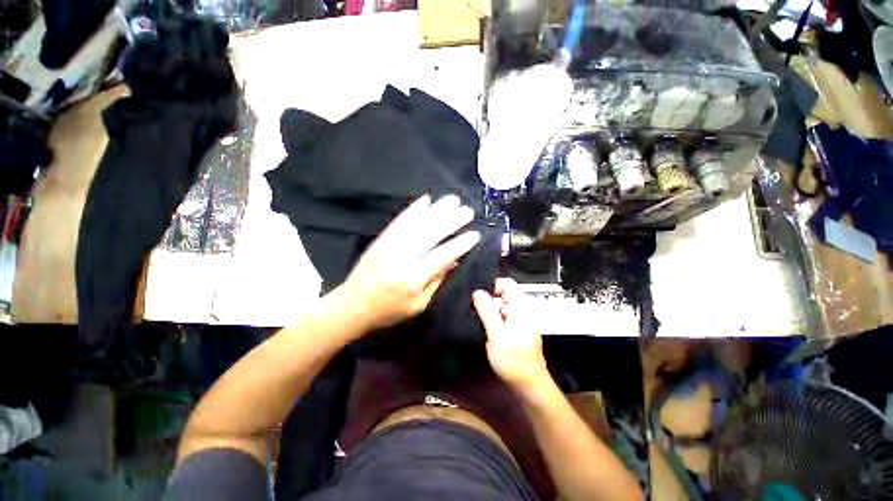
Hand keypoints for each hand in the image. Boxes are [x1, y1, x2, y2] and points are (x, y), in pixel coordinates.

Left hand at [338, 194, 480, 332]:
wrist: (352, 304)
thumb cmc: (389, 310)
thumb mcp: (418, 304)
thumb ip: (436, 280)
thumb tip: (454, 260)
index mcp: (413, 278)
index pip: (442, 256)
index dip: (460, 244)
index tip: (474, 234)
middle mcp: (403, 257)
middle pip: (431, 234)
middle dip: (452, 220)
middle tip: (468, 211)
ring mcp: (390, 245)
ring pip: (417, 223)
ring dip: (437, 209)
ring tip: (453, 200)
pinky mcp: (382, 239)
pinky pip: (400, 221)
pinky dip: (414, 209)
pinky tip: (426, 200)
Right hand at [473, 278, 549, 391]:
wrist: (527, 384)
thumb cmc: (513, 359)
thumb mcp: (497, 334)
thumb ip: (487, 311)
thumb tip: (477, 291)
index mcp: (522, 307)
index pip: (507, 283)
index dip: (491, 285)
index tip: (476, 293)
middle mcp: (521, 309)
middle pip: (502, 293)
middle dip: (487, 297)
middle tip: (471, 305)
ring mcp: (517, 318)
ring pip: (499, 305)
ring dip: (487, 308)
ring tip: (473, 314)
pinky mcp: (513, 327)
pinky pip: (500, 315)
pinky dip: (491, 317)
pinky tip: (481, 323)